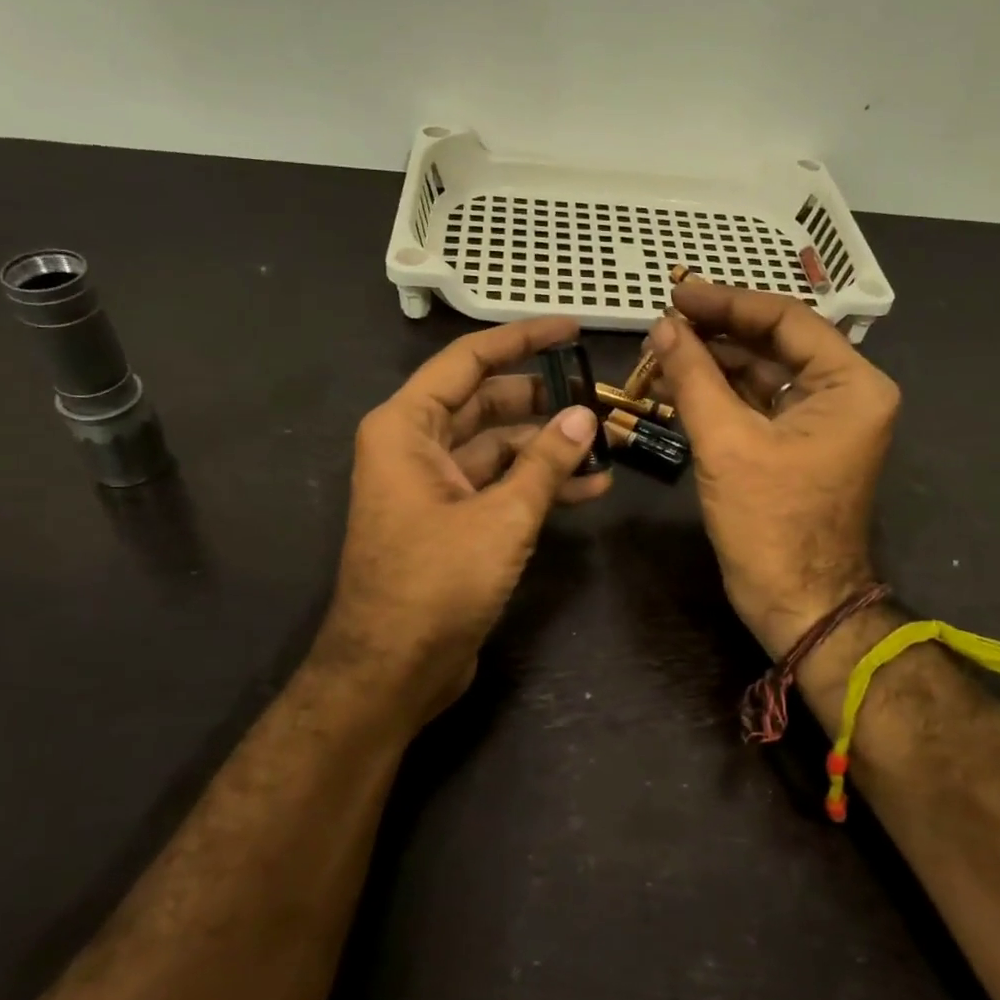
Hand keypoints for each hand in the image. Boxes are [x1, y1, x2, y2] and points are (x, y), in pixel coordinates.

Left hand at [312, 318, 609, 734]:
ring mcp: (435, 485)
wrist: (392, 670)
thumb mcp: (501, 517)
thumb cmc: (435, 583)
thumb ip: (545, 462)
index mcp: (407, 427)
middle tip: (599, 393)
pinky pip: (500, 486)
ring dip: (549, 447)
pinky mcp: (453, 520)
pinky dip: (538, 485)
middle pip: (487, 403)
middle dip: (544, 399)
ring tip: (607, 443)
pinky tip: (589, 488)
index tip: (571, 329)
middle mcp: (416, 447)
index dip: (521, 339)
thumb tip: (584, 416)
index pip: (468, 361)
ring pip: (499, 447)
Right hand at [648, 283, 899, 660]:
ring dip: (713, 364)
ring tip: (661, 350)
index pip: (787, 321)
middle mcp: (845, 394)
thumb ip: (693, 376)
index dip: (728, 303)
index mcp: (851, 385)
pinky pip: (758, 405)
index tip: (678, 292)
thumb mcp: (726, 443)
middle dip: (717, 333)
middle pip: (775, 344)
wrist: (797, 603)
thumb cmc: (770, 524)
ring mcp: (822, 421)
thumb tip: (662, 325)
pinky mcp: (798, 445)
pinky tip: (677, 384)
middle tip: (664, 320)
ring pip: (762, 374)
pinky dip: (720, 395)